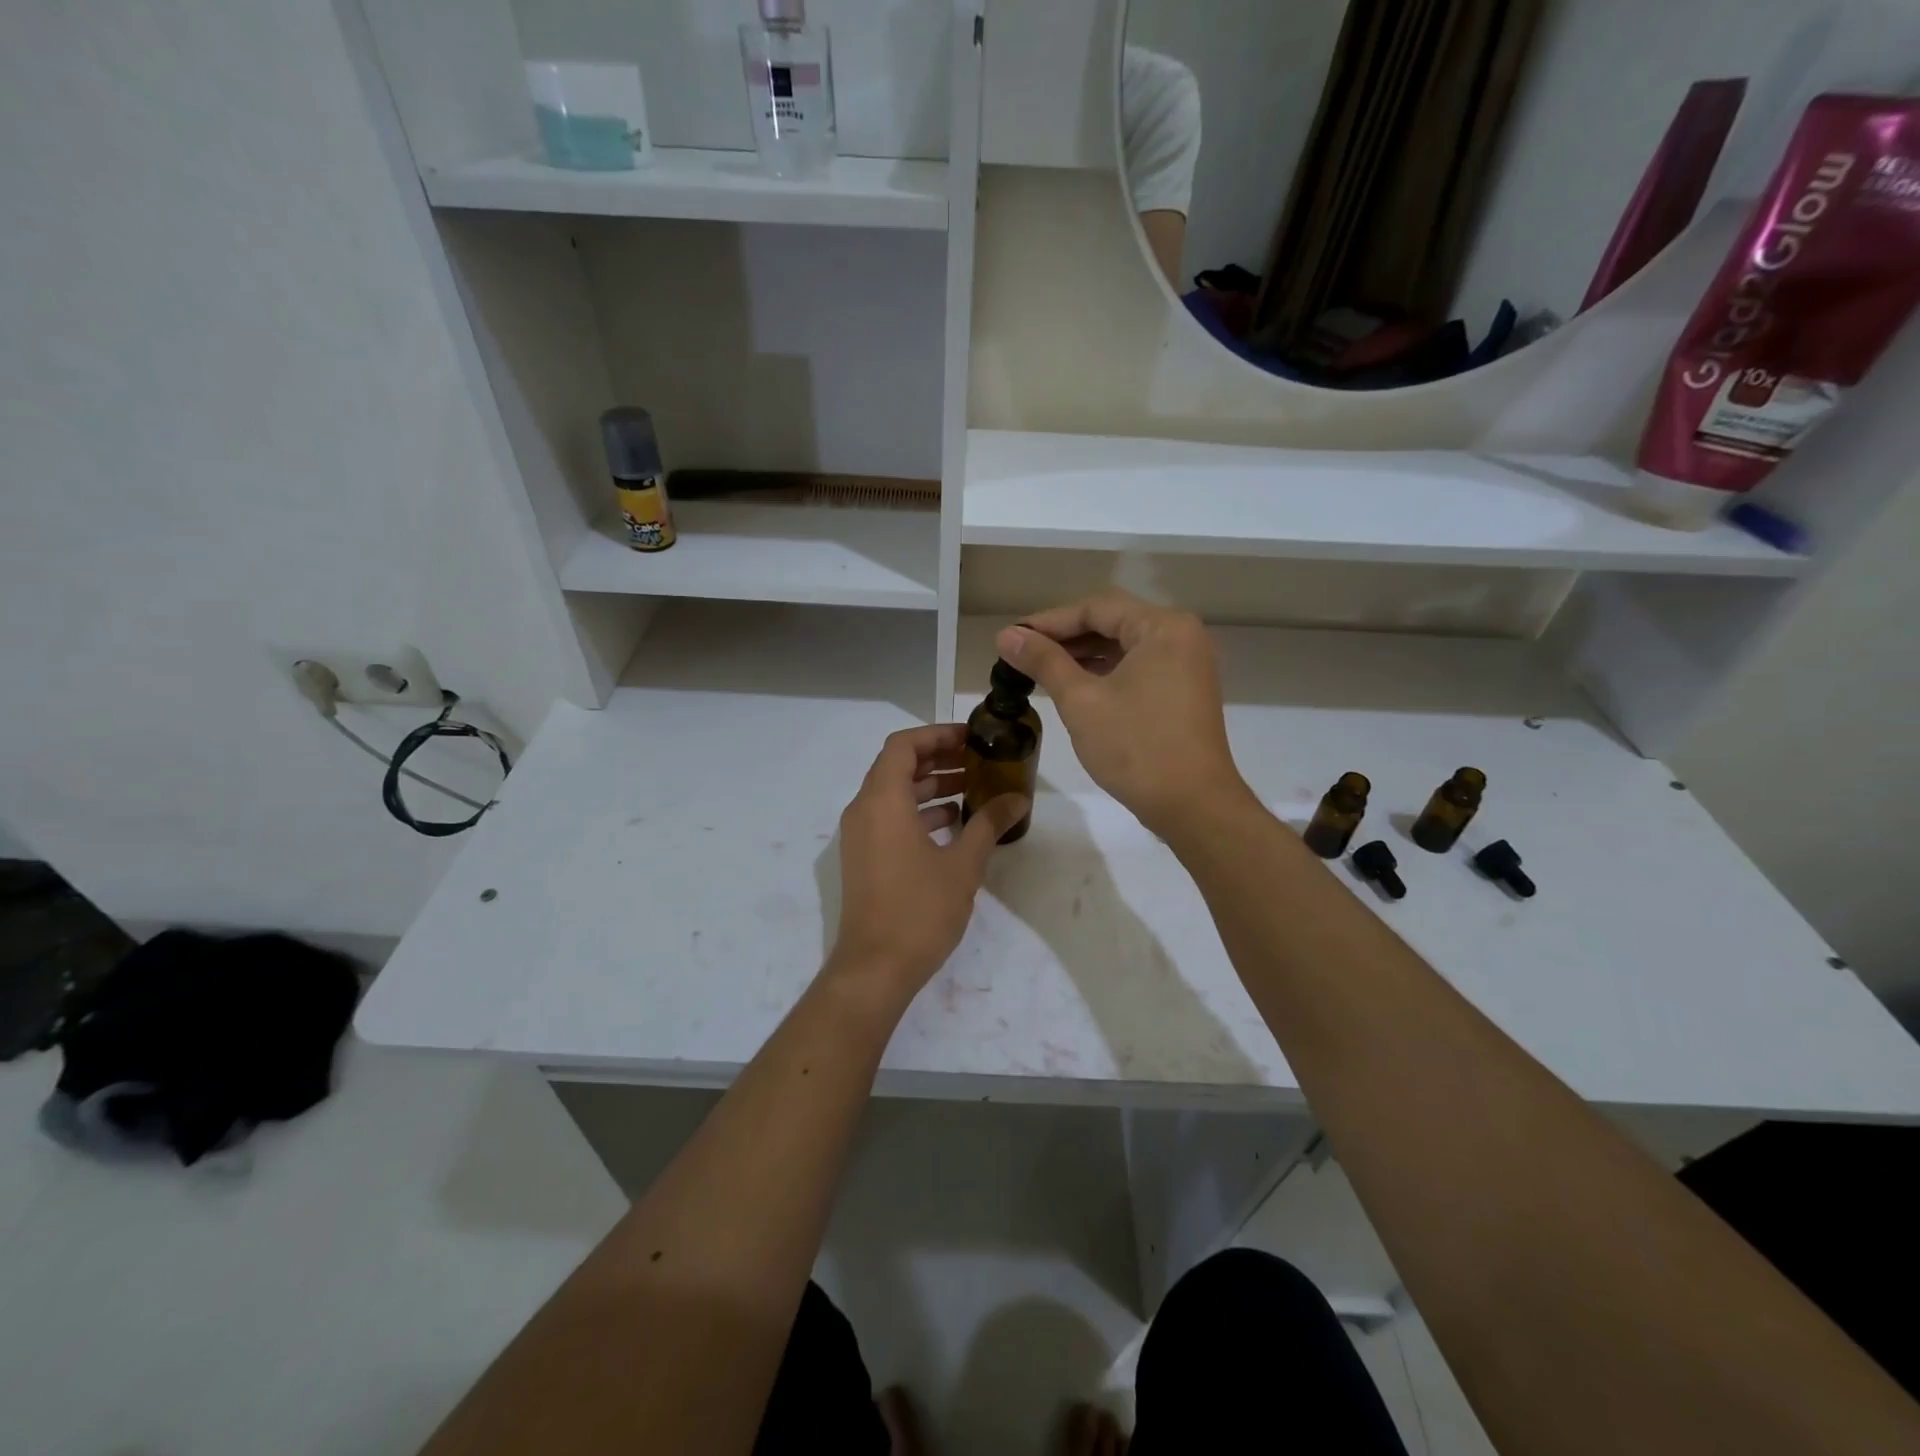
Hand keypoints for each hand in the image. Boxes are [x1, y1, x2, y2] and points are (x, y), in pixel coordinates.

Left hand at [827, 724, 1027, 1003]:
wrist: (875, 968)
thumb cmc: (919, 910)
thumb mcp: (963, 864)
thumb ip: (989, 824)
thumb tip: (1018, 798)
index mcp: (883, 801)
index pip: (903, 745)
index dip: (937, 735)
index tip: (971, 739)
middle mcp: (863, 810)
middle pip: (897, 766)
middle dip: (938, 758)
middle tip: (978, 761)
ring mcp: (859, 835)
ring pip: (893, 793)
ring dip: (930, 786)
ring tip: (972, 789)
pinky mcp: (863, 857)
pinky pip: (889, 818)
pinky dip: (918, 812)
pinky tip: (953, 824)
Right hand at [996, 590, 1249, 839]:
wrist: (1193, 805)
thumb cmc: (1136, 747)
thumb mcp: (1081, 701)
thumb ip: (1044, 662)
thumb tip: (1006, 636)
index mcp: (1163, 627)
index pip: (1096, 609)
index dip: (1049, 621)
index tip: (1012, 637)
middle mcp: (1181, 637)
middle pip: (1112, 624)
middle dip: (1065, 638)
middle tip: (1021, 653)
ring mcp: (1187, 666)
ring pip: (1124, 648)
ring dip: (1083, 656)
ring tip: (1039, 670)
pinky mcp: (1184, 693)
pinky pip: (1138, 669)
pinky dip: (1105, 674)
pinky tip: (1073, 687)